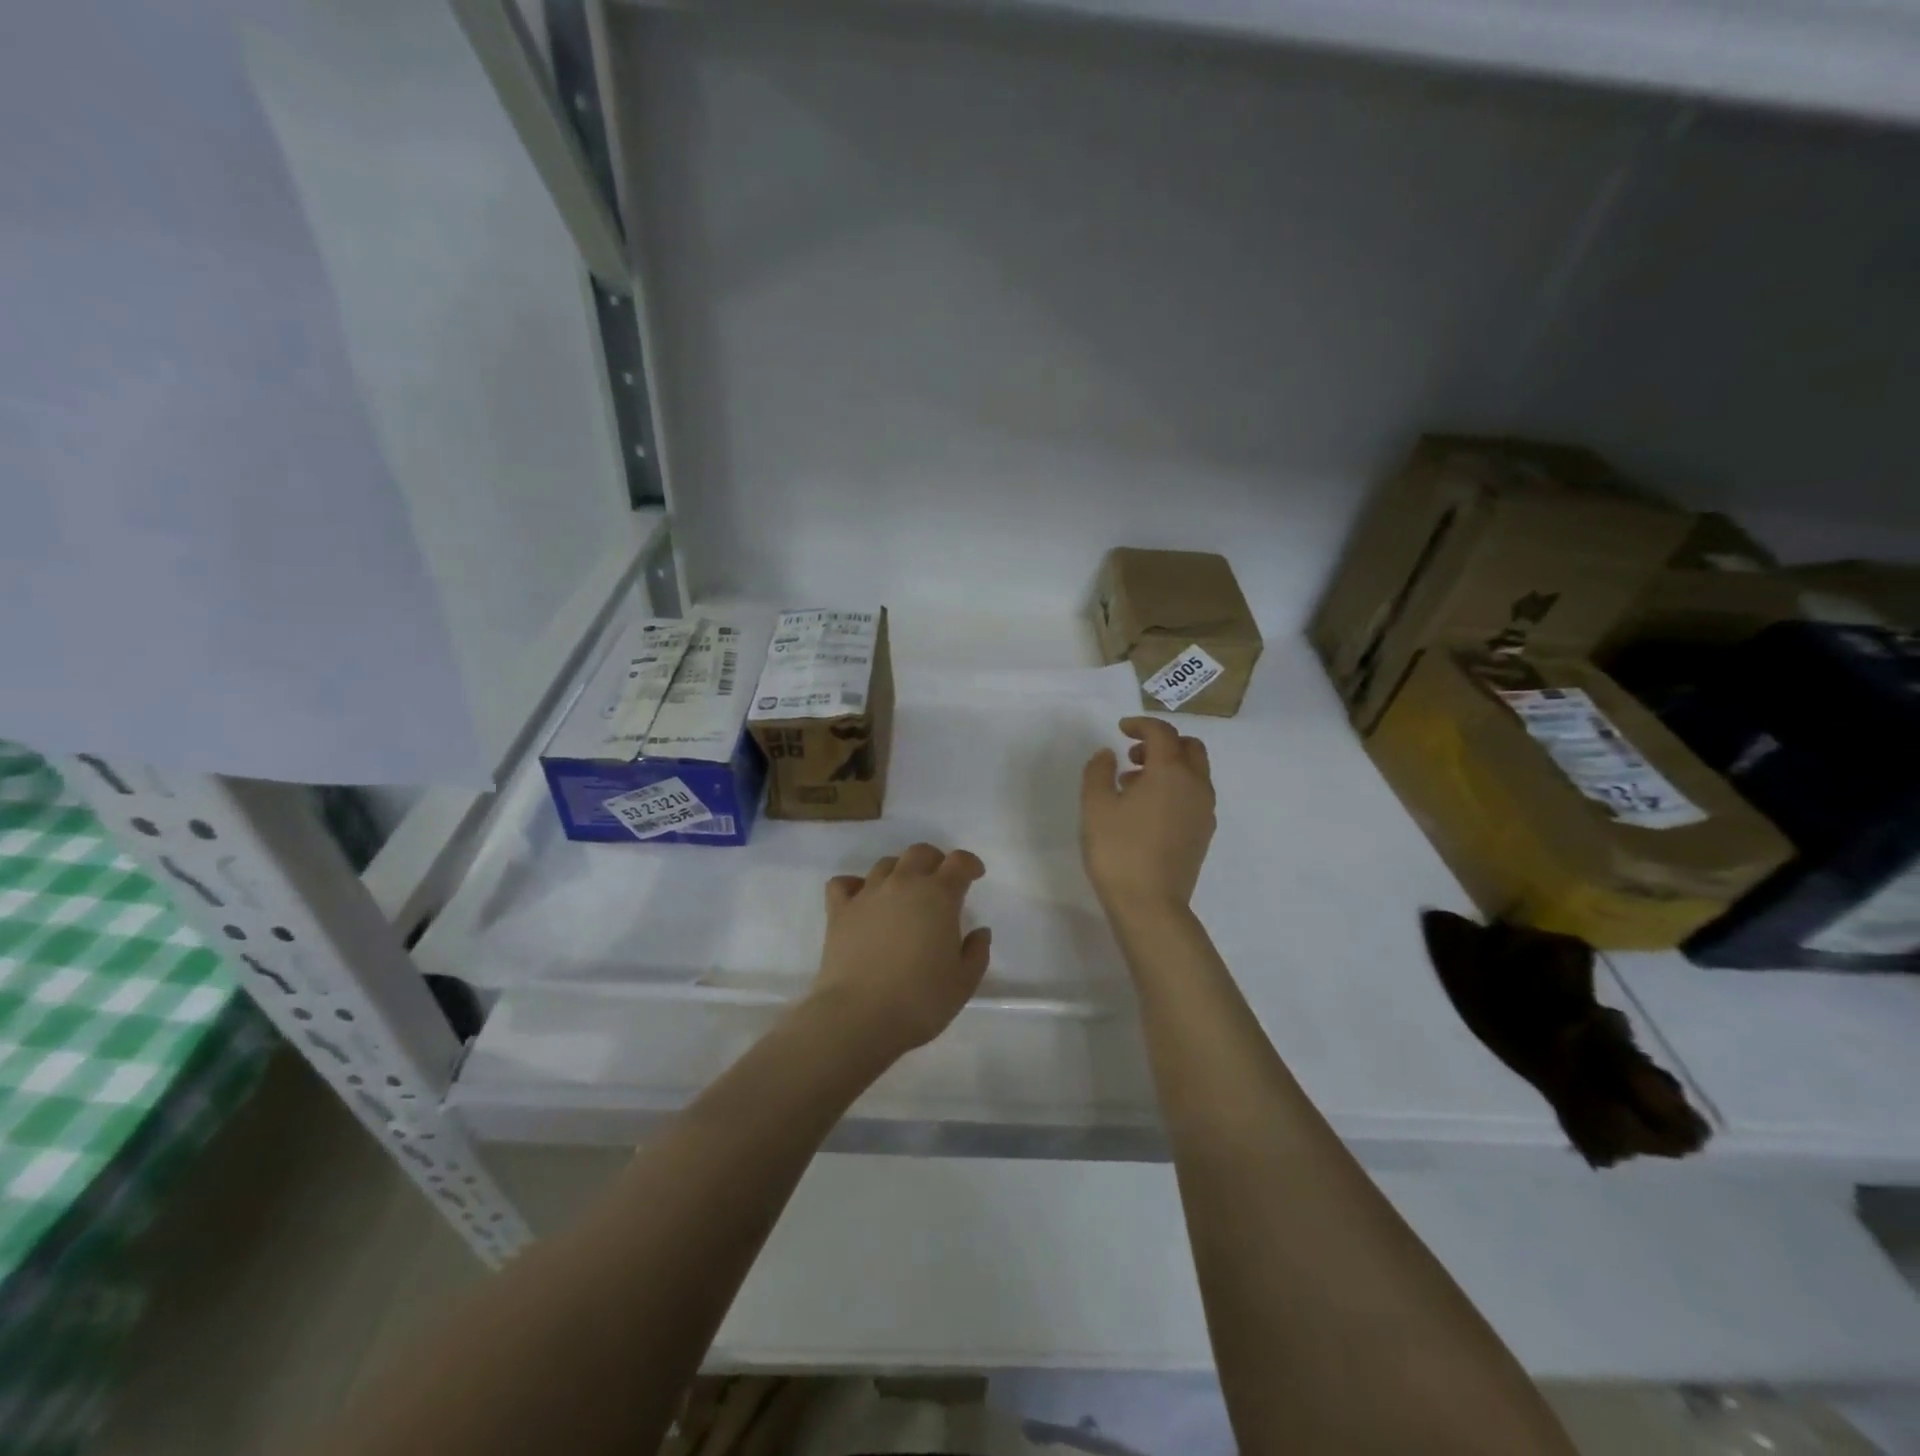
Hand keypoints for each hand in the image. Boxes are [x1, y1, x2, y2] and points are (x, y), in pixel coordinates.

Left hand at [807, 843, 992, 1056]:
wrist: (859, 1017)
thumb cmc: (920, 1000)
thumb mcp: (964, 982)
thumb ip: (977, 951)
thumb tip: (979, 931)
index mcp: (938, 896)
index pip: (958, 862)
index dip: (969, 864)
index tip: (974, 875)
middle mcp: (903, 884)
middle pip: (920, 853)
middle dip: (935, 861)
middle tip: (940, 882)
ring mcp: (867, 894)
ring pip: (885, 864)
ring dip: (900, 872)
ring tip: (903, 894)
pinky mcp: (839, 911)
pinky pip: (844, 883)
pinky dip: (854, 885)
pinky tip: (861, 900)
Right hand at [1081, 717, 1215, 914]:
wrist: (1150, 905)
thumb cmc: (1118, 850)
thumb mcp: (1095, 806)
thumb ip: (1099, 771)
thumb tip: (1109, 754)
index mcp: (1170, 772)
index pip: (1162, 733)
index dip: (1142, 725)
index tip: (1121, 729)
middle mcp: (1195, 786)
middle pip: (1190, 747)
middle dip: (1163, 742)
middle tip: (1133, 754)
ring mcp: (1204, 811)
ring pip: (1195, 772)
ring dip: (1169, 766)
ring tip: (1133, 784)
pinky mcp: (1203, 833)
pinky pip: (1194, 795)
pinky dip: (1176, 788)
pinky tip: (1148, 809)